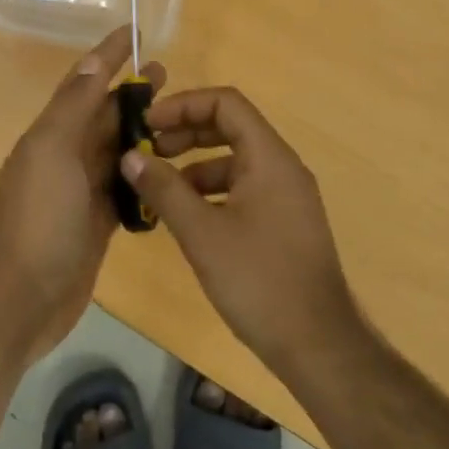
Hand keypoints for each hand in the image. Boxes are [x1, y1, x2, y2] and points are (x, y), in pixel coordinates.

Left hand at [0, 27, 164, 359]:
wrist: (23, 298)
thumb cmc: (39, 218)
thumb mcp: (52, 151)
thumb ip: (73, 107)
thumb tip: (91, 61)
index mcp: (51, 134)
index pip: (83, 83)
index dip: (107, 56)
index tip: (136, 33)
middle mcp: (64, 156)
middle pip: (102, 115)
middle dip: (131, 93)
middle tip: (168, 74)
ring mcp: (80, 191)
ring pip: (115, 150)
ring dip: (140, 132)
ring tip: (177, 118)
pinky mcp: (96, 222)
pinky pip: (123, 189)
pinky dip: (142, 175)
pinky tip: (169, 171)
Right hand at [121, 87, 358, 376]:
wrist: (318, 346)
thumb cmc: (259, 280)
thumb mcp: (202, 233)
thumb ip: (163, 189)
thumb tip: (130, 156)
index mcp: (269, 157)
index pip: (226, 103)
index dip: (183, 105)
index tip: (148, 124)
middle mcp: (282, 167)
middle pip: (230, 127)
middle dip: (185, 133)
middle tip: (147, 151)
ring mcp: (286, 196)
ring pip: (234, 160)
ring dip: (194, 164)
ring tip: (158, 187)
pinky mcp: (283, 223)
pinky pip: (243, 188)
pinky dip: (211, 191)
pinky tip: (185, 217)